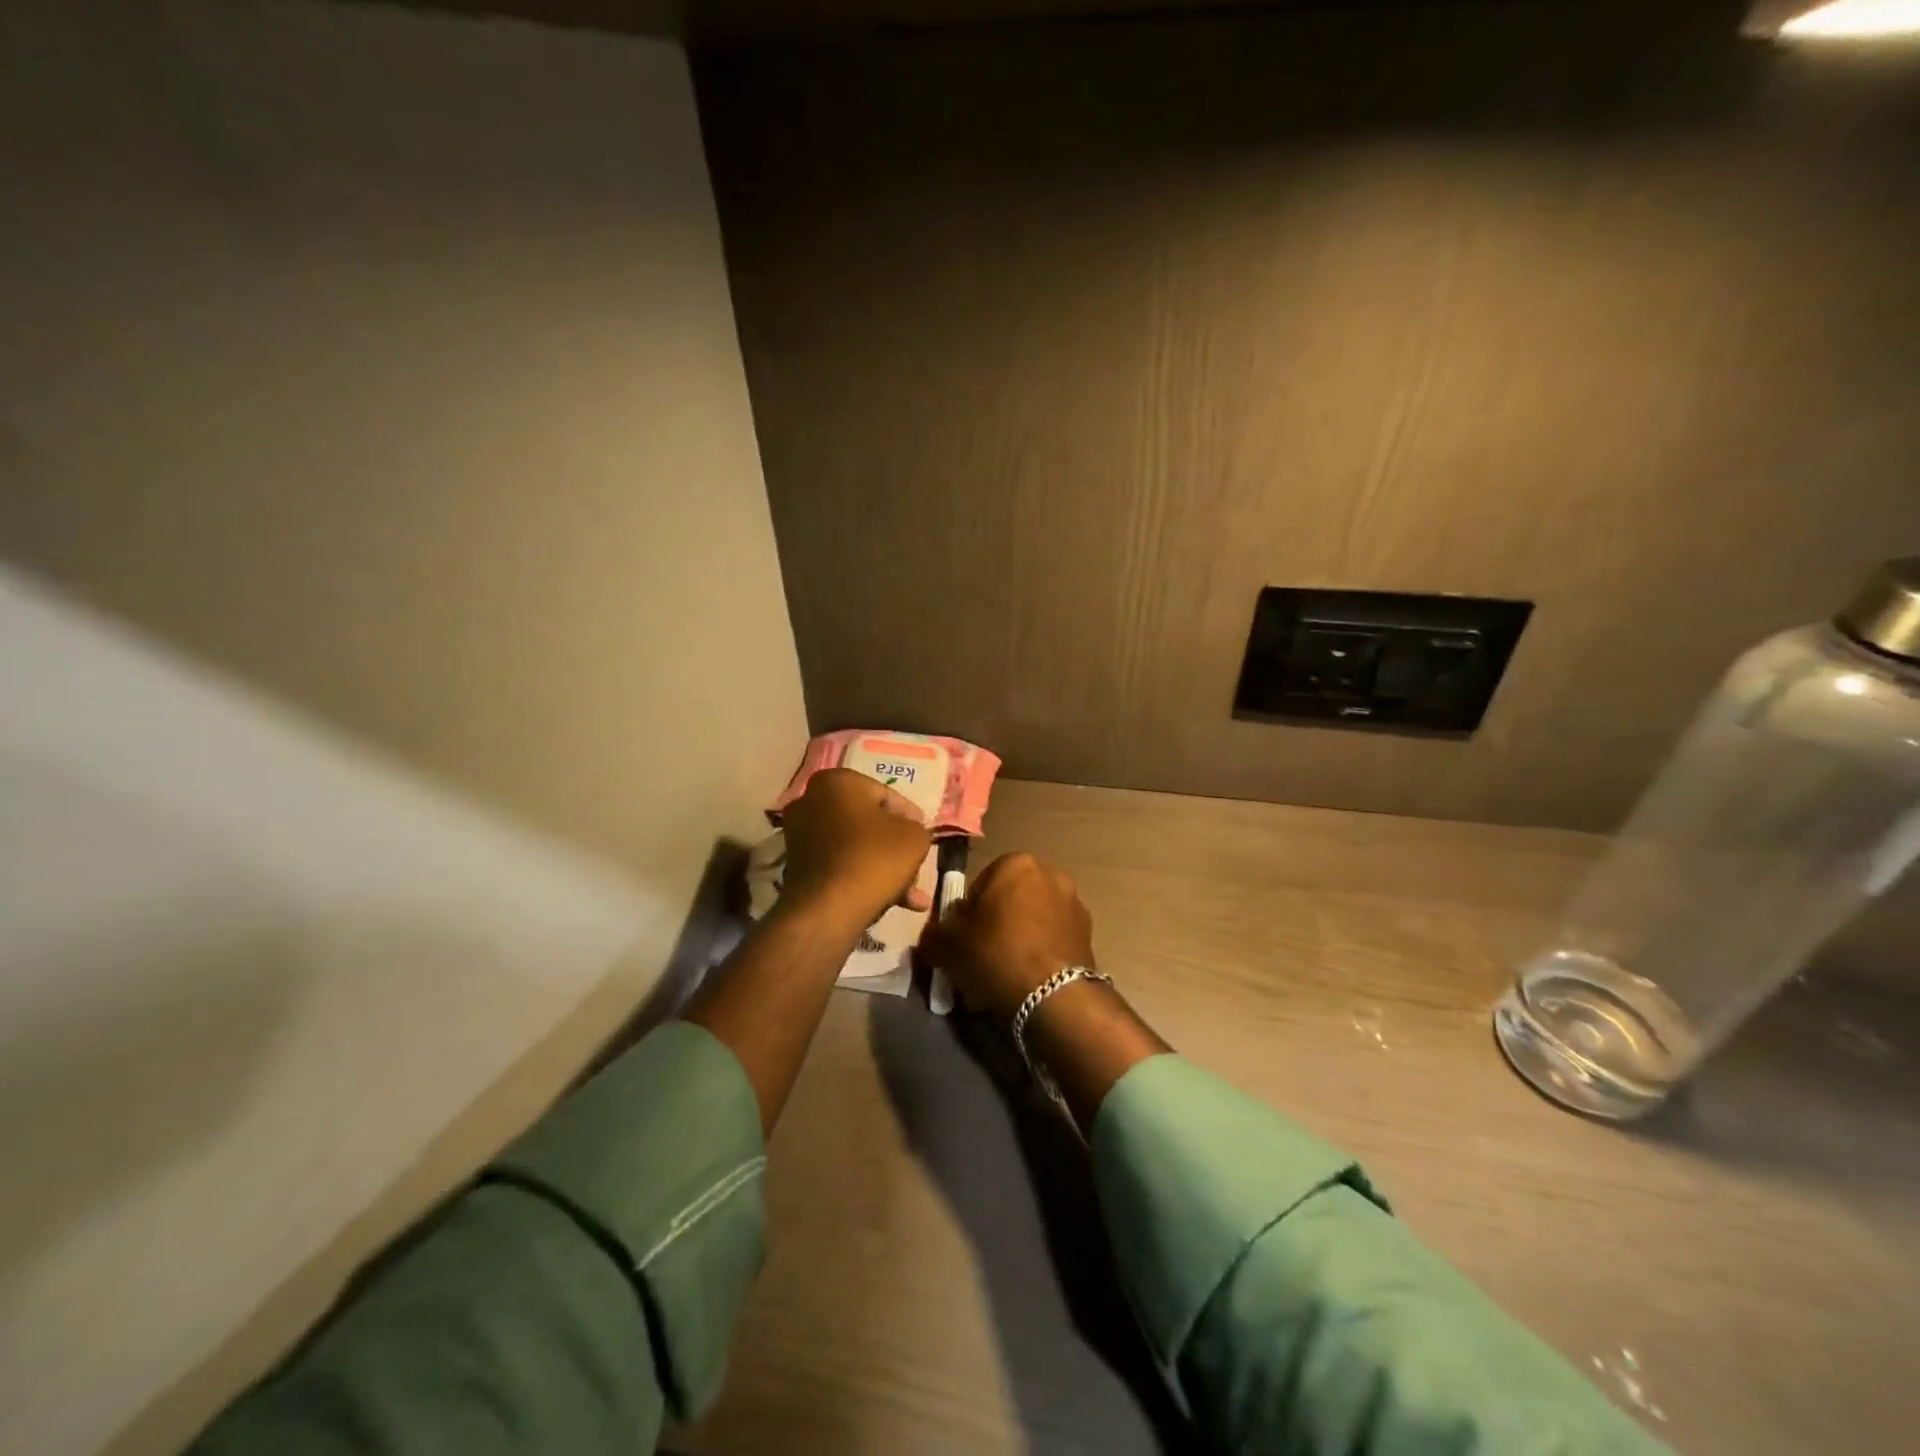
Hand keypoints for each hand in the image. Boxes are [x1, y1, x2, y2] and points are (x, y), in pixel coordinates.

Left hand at [780, 768, 932, 928]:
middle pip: (867, 822)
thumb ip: (917, 827)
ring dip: (883, 866)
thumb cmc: (874, 858)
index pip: (886, 795)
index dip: (910, 817)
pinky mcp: (796, 865)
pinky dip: (863, 877)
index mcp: (837, 781)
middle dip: (894, 846)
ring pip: (855, 846)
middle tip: (915, 863)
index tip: (923, 835)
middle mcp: (811, 801)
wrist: (827, 909)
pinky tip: (893, 901)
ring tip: (912, 893)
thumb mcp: (914, 837)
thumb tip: (909, 830)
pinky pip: (840, 864)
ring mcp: (799, 834)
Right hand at [920, 852, 1093, 1022]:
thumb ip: (935, 934)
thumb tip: (933, 937)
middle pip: (1010, 899)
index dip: (967, 915)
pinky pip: (1053, 938)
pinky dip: (1041, 951)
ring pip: (1033, 918)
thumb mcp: (948, 945)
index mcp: (1016, 863)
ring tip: (1006, 972)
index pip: (980, 884)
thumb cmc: (996, 954)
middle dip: (997, 923)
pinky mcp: (1089, 933)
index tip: (963, 941)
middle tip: (982, 956)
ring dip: (1020, 937)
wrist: (1053, 996)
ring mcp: (1074, 902)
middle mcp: (1050, 873)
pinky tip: (1029, 978)